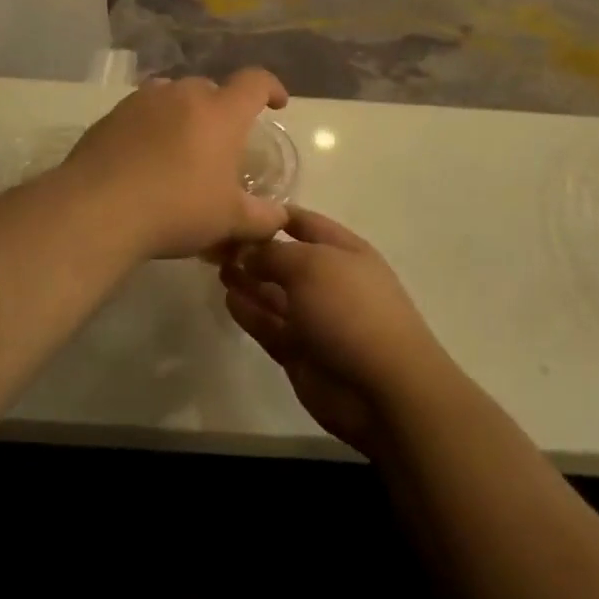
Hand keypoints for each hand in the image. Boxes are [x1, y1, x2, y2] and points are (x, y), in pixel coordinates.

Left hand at [60, 70, 289, 259]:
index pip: (255, 82)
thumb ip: (262, 217)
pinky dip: (152, 125)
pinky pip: (143, 111)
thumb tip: (279, 217)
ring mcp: (144, 100)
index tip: (276, 103)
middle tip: (222, 143)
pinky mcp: (112, 114)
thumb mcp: (229, 221)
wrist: (98, 209)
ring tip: (182, 146)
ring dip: (185, 113)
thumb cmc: (177, 209)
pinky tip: (145, 157)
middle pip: (212, 89)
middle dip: (223, 109)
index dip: (271, 88)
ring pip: (174, 96)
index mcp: (221, 112)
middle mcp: (184, 95)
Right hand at [219, 209, 454, 458]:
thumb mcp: (310, 265)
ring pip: (275, 294)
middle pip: (286, 260)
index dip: (274, 215)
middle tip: (216, 246)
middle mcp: (330, 281)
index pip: (305, 223)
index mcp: (344, 251)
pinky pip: (271, 326)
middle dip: (255, 251)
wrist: (382, 388)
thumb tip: (248, 251)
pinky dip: (250, 313)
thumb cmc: (350, 310)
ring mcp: (316, 319)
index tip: (237, 210)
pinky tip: (228, 300)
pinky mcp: (301, 352)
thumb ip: (273, 254)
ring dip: (248, 282)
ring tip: (217, 270)